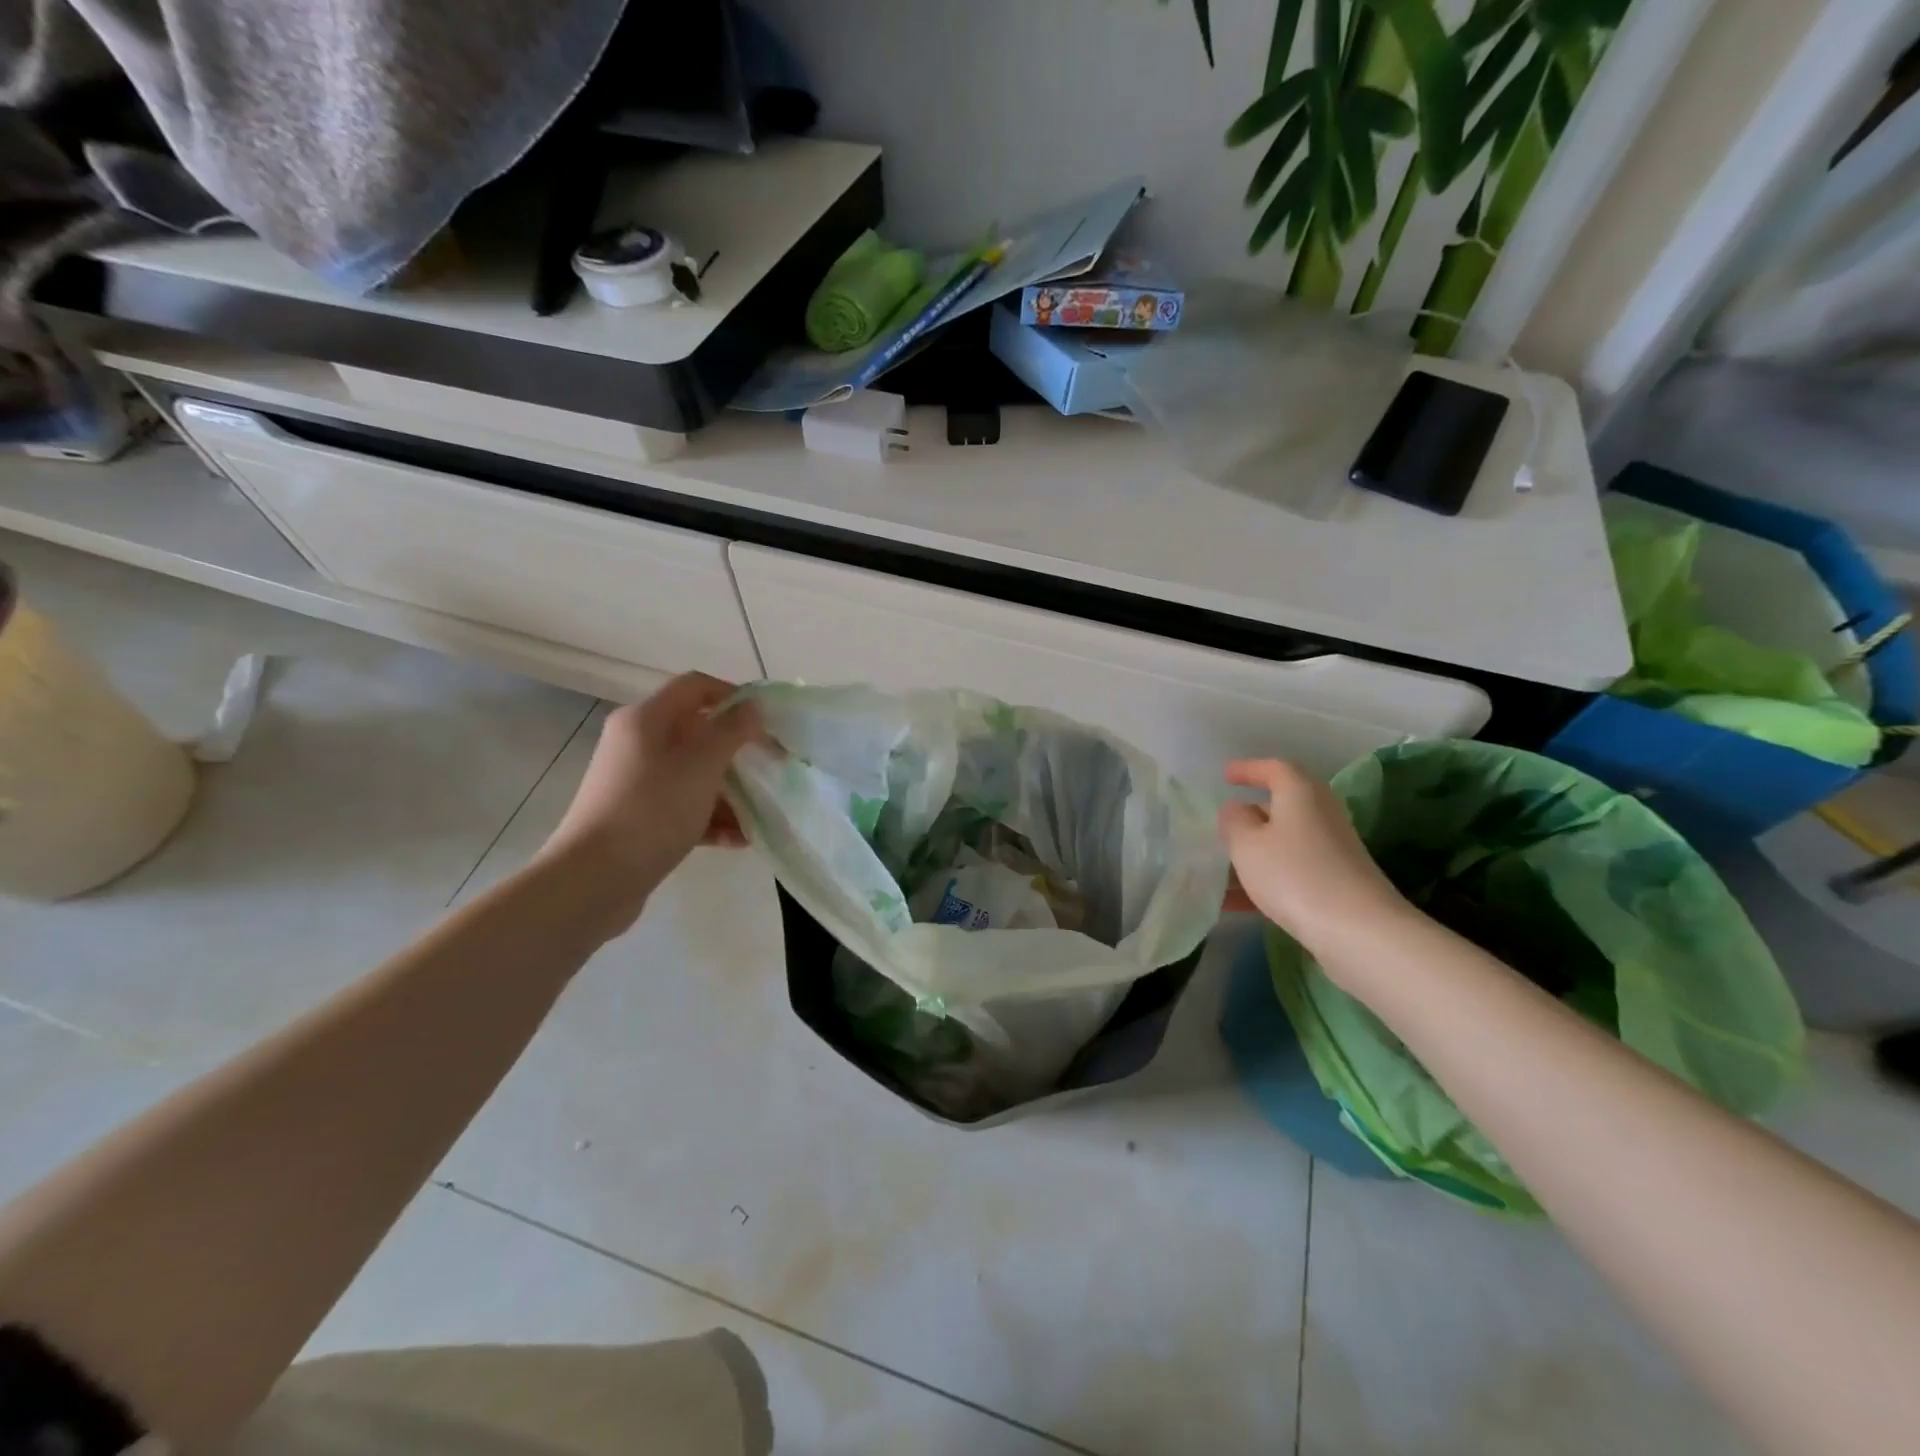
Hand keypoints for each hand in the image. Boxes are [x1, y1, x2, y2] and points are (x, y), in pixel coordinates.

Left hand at [538, 673, 761, 932]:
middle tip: (771, 766)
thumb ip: (732, 731)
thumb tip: (753, 706)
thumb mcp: (702, 766)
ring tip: (761, 812)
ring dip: (730, 790)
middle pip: (697, 733)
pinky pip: (684, 807)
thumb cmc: (652, 810)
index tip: (766, 720)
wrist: (594, 880)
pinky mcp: (640, 818)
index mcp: (646, 720)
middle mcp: (638, 744)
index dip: (734, 695)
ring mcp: (637, 783)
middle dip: (737, 750)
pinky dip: (711, 818)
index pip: (695, 686)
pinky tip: (739, 840)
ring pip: (694, 774)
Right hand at [1219, 759, 1410, 956]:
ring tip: (1220, 871)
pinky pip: (1292, 870)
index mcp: (1300, 793)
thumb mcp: (1247, 844)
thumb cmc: (1293, 874)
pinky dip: (1265, 879)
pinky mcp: (1337, 881)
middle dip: (1251, 815)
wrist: (1358, 930)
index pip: (1274, 768)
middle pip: (1283, 805)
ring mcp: (1333, 849)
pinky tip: (1236, 904)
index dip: (1248, 769)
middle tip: (1224, 826)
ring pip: (1284, 842)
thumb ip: (1234, 821)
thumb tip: (1236, 809)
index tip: (1225, 776)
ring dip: (1254, 854)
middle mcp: (1321, 814)